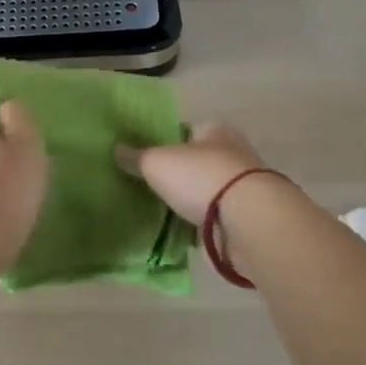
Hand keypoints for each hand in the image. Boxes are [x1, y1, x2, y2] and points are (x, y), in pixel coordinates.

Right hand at [116, 123, 271, 224]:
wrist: (249, 221)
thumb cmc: (201, 177)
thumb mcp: (157, 162)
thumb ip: (136, 157)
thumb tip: (116, 150)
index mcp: (215, 131)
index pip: (187, 130)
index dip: (167, 141)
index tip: (147, 157)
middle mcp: (234, 154)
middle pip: (199, 162)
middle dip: (180, 174)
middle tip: (151, 186)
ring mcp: (243, 189)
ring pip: (209, 192)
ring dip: (192, 201)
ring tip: (163, 212)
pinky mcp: (247, 219)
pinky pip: (216, 219)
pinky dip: (202, 225)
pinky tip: (183, 233)